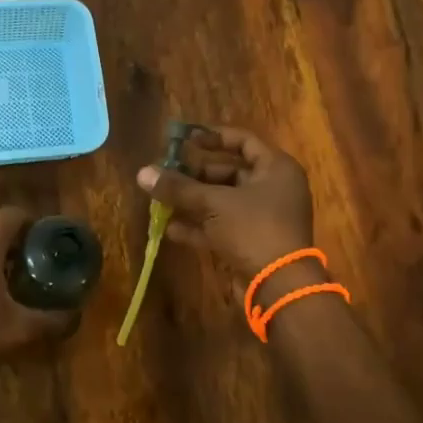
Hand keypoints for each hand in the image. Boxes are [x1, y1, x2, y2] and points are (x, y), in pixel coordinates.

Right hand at [136, 126, 315, 285]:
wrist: (279, 285)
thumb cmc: (253, 229)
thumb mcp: (213, 203)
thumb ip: (178, 187)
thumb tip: (142, 172)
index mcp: (276, 169)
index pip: (243, 141)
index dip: (213, 137)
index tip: (185, 138)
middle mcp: (273, 189)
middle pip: (229, 172)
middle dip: (195, 173)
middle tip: (166, 171)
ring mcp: (263, 217)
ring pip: (222, 201)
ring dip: (193, 200)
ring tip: (162, 198)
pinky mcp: (252, 242)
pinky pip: (222, 226)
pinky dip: (200, 226)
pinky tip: (171, 228)